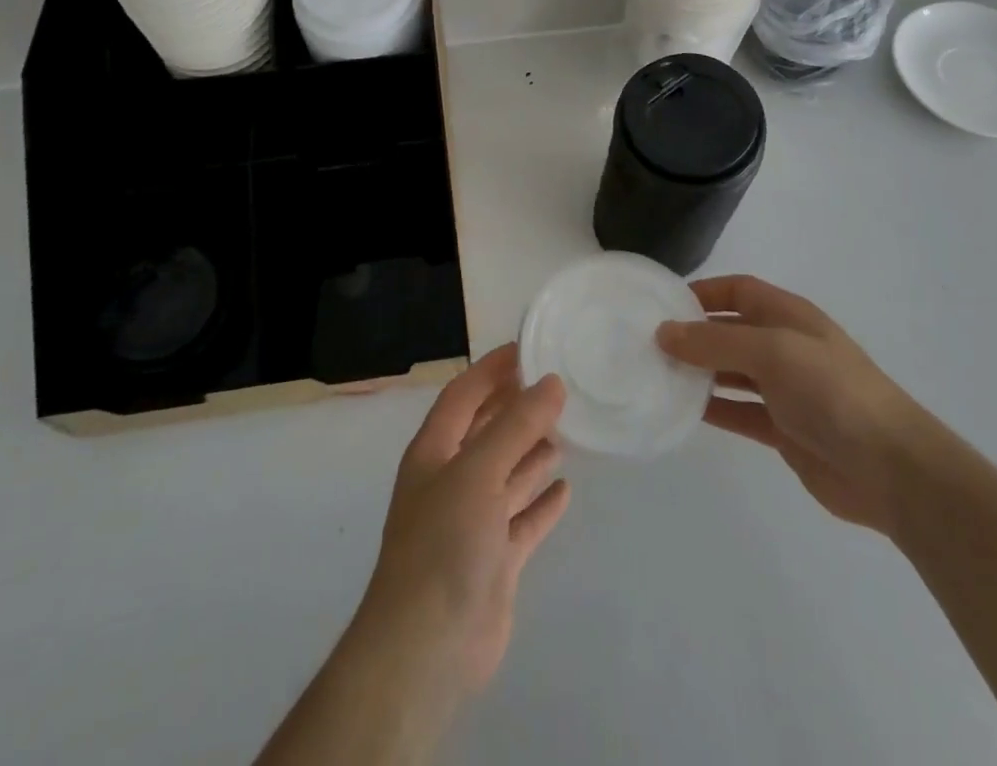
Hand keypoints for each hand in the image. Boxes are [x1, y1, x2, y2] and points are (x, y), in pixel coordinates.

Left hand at [355, 344, 570, 694]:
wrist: (428, 648)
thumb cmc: (444, 542)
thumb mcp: (478, 471)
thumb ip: (516, 425)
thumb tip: (552, 382)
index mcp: (434, 452)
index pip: (463, 395)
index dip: (491, 369)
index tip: (528, 348)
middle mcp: (452, 480)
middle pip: (487, 432)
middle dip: (518, 408)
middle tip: (559, 385)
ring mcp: (473, 522)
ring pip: (508, 474)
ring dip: (533, 453)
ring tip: (568, 429)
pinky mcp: (495, 560)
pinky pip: (523, 521)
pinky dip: (542, 503)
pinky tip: (566, 489)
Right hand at [657, 275, 920, 533]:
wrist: (890, 468)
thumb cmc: (831, 390)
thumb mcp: (771, 352)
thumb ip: (715, 342)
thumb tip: (664, 332)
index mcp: (788, 316)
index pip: (738, 290)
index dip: (703, 292)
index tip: (662, 305)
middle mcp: (785, 346)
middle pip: (730, 331)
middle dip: (694, 335)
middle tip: (648, 344)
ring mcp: (785, 390)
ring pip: (731, 372)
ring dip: (699, 372)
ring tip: (657, 375)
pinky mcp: (784, 430)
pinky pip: (739, 411)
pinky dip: (714, 409)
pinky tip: (682, 412)